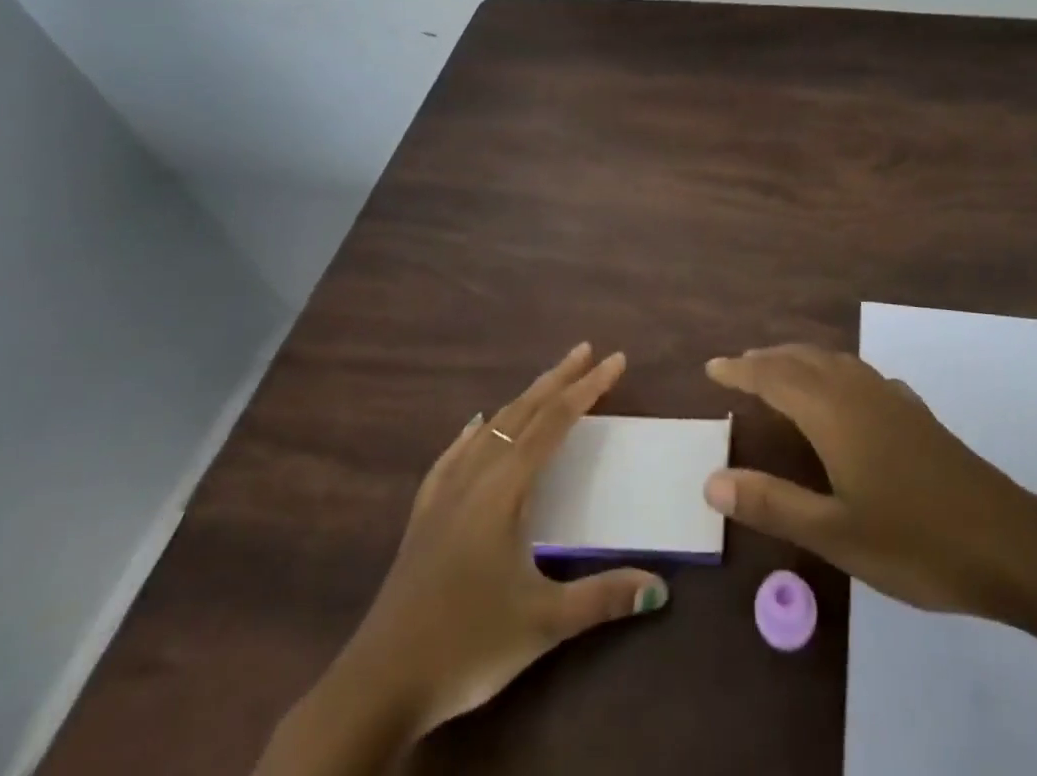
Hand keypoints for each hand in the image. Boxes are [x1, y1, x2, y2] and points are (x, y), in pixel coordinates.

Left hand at [318, 345, 667, 744]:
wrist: (376, 687)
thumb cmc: (466, 646)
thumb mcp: (543, 624)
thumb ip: (602, 597)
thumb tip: (660, 588)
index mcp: (504, 489)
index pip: (555, 422)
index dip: (588, 388)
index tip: (616, 360)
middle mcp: (474, 477)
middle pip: (522, 412)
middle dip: (557, 379)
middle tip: (586, 350)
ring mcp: (444, 494)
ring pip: (490, 428)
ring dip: (523, 400)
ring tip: (547, 381)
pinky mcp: (423, 516)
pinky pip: (454, 456)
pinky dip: (474, 433)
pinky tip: (475, 426)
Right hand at [704, 345, 1036, 618]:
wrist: (1008, 541)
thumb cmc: (915, 541)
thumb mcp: (836, 533)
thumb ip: (773, 504)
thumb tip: (712, 480)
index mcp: (835, 413)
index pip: (776, 378)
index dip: (742, 371)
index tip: (712, 367)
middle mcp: (860, 393)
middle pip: (805, 360)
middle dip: (769, 360)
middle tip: (739, 366)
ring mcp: (892, 400)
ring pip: (836, 363)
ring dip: (801, 360)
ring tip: (780, 371)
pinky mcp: (915, 414)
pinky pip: (861, 375)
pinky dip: (835, 372)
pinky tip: (844, 394)